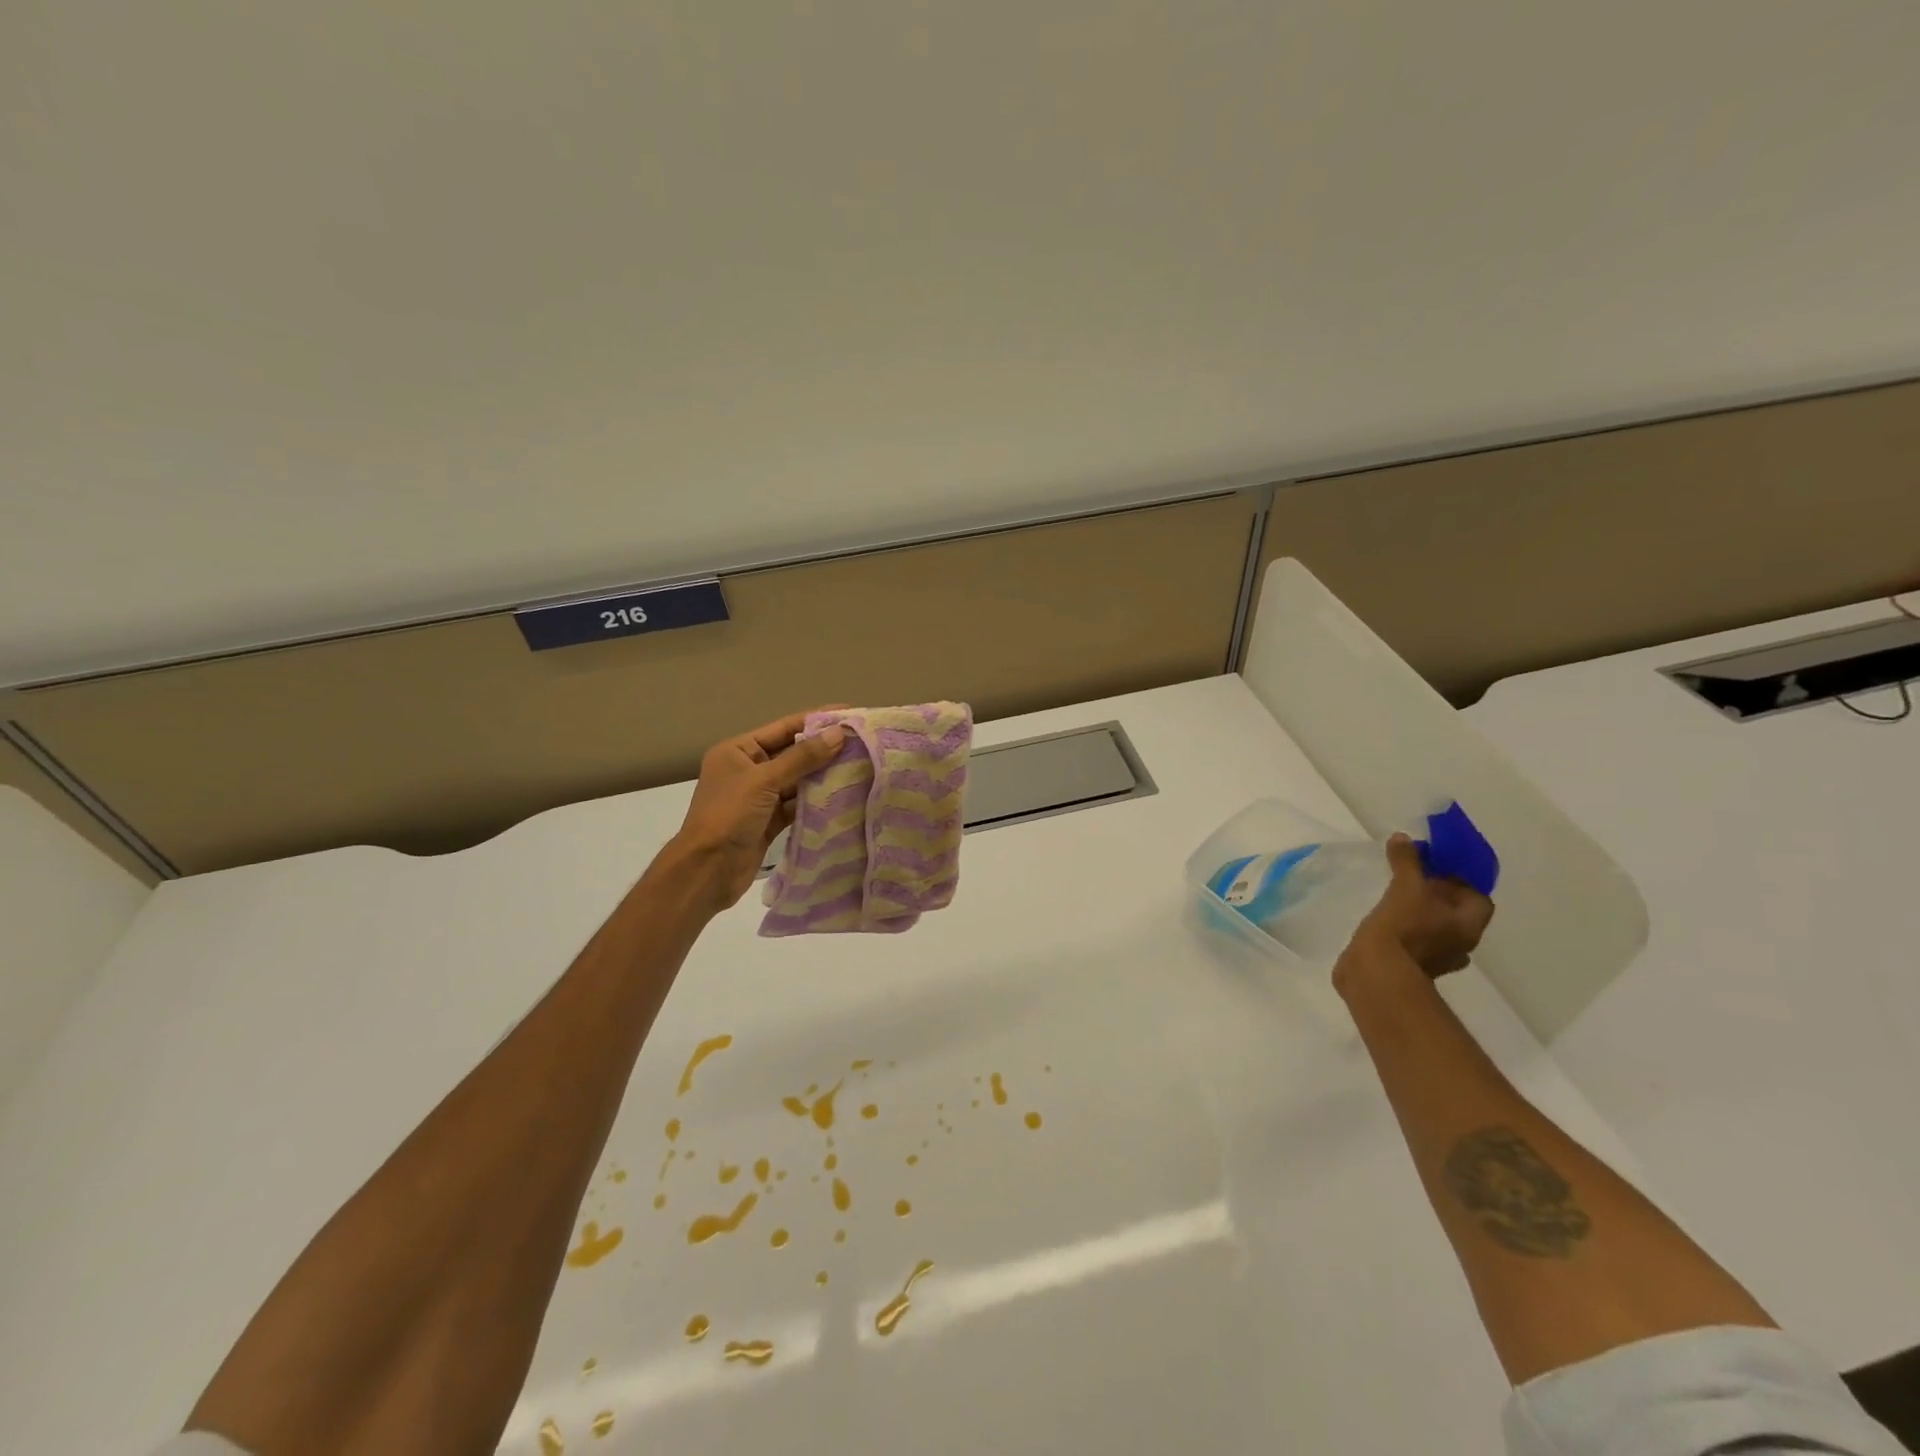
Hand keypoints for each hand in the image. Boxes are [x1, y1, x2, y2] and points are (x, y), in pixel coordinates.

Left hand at [656, 710, 848, 913]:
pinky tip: (842, 796)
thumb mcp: (764, 781)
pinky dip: (816, 801)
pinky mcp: (769, 821)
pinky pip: (797, 804)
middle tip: (861, 742)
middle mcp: (748, 769)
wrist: (707, 871)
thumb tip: (838, 733)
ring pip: (797, 780)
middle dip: (824, 748)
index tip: (849, 713)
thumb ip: (802, 757)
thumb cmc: (728, 816)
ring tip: (859, 766)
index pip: (783, 728)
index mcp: (738, 751)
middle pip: (792, 753)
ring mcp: (759, 797)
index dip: (816, 720)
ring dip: (823, 775)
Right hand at [1336, 833, 1494, 987]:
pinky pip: (1417, 942)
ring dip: (1423, 913)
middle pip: (1457, 913)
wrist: (1376, 974)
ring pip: (1437, 928)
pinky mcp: (1413, 967)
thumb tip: (1403, 838)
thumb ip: (1407, 862)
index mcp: (1468, 926)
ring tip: (1398, 896)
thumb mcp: (1405, 888)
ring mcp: (1437, 959)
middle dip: (1440, 895)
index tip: (1439, 866)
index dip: (1462, 880)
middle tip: (1416, 876)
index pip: (1478, 898)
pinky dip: (1406, 929)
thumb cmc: (1403, 929)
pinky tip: (1387, 919)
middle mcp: (1460, 944)